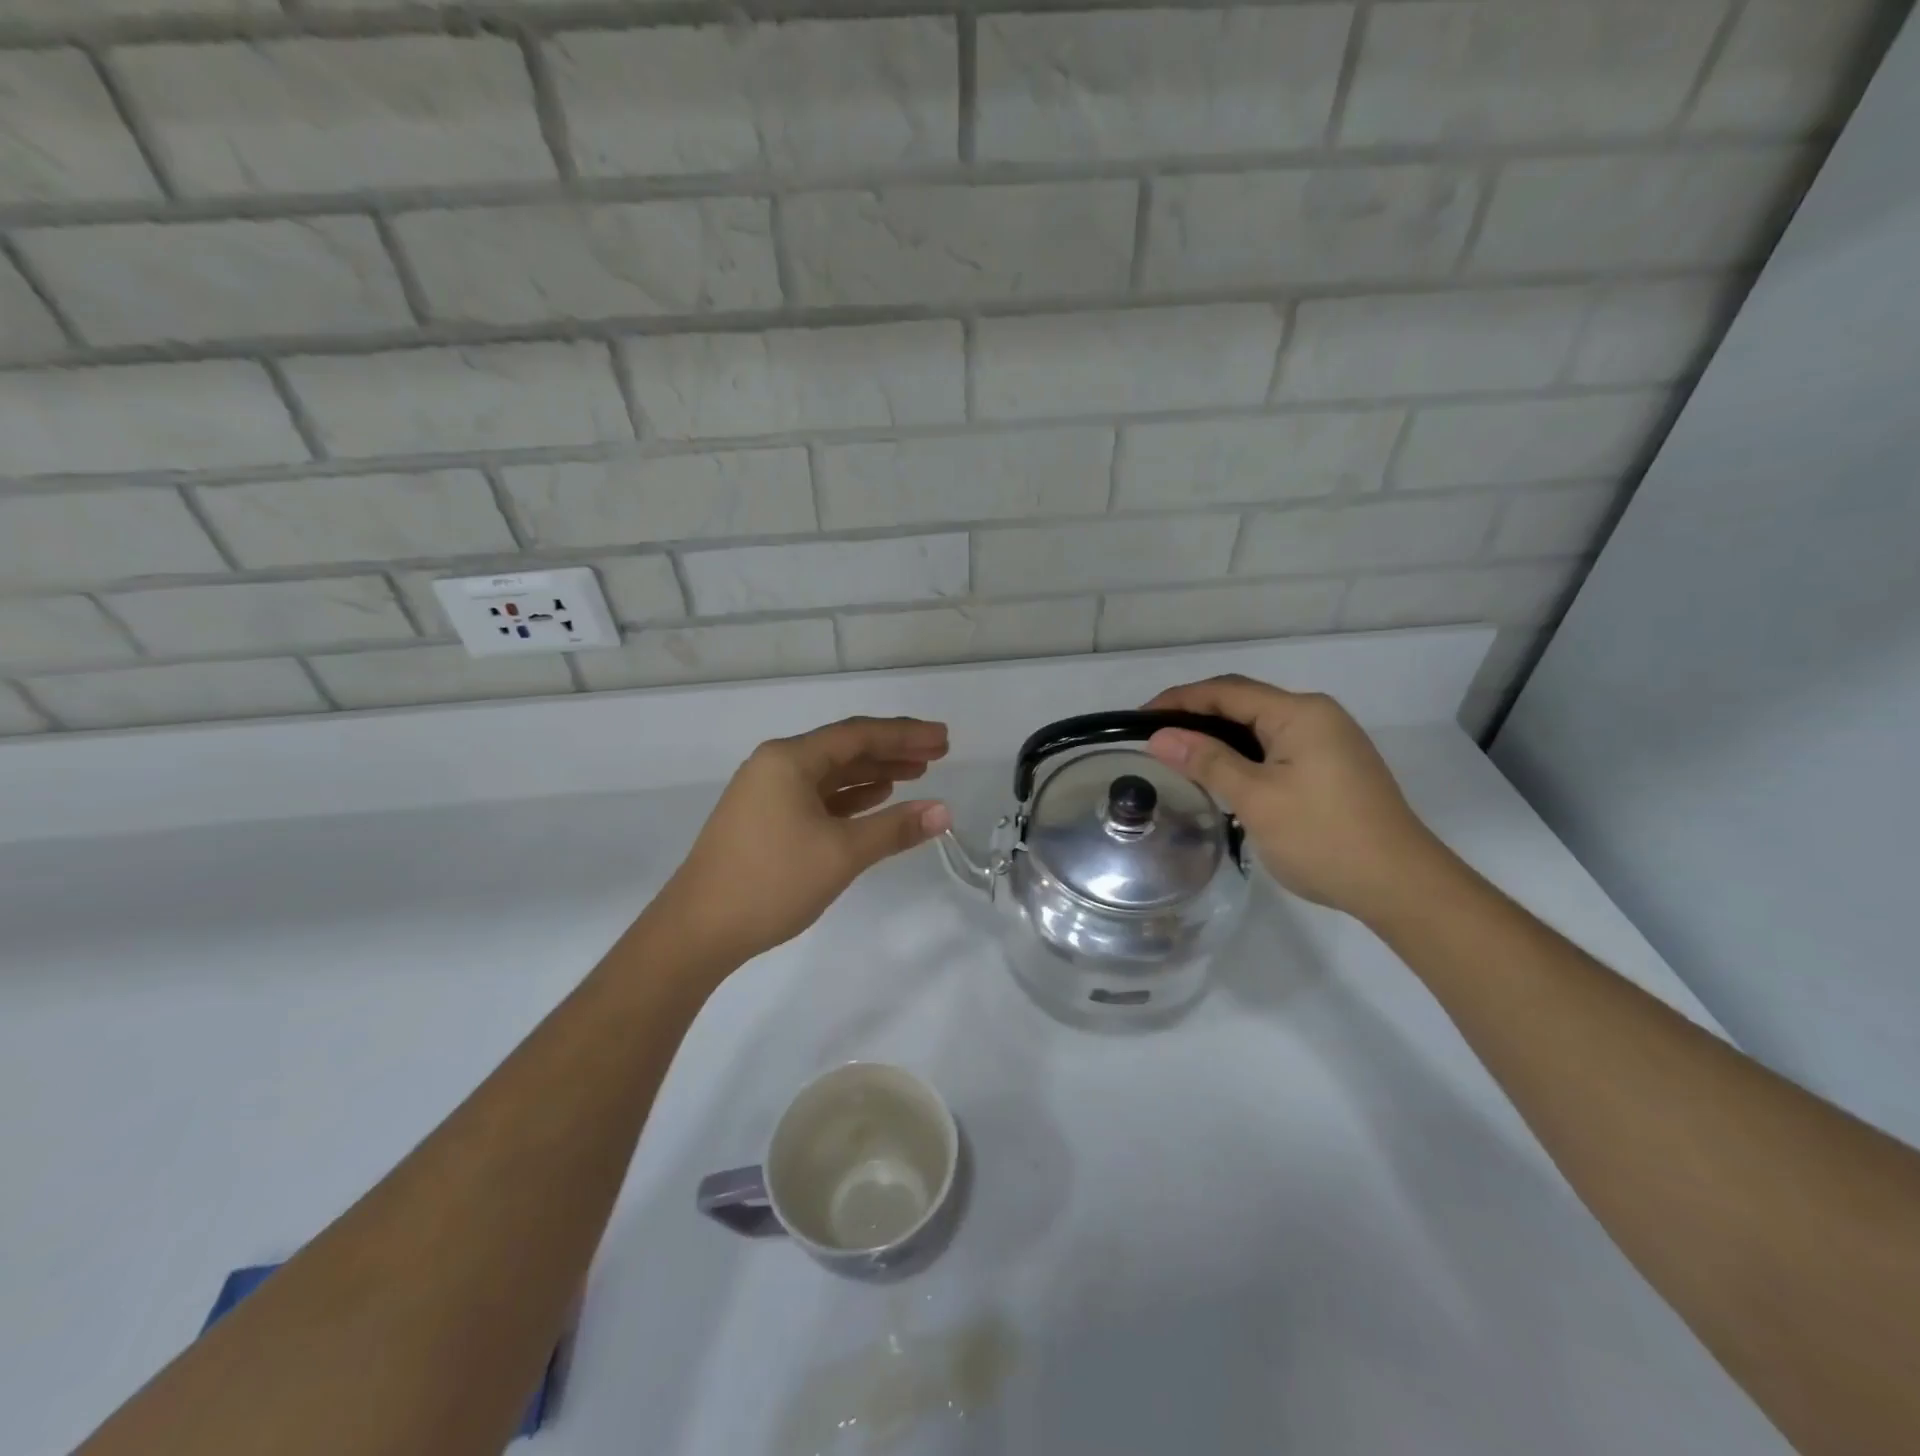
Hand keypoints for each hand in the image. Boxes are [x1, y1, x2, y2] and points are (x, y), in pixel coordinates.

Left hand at [650, 716, 952, 970]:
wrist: (698, 930)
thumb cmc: (771, 882)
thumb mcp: (841, 854)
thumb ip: (894, 828)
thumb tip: (944, 811)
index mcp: (789, 759)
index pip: (858, 735)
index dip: (905, 734)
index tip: (943, 738)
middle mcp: (776, 765)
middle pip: (845, 748)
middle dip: (893, 750)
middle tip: (939, 753)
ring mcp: (767, 792)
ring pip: (831, 772)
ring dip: (874, 772)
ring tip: (917, 773)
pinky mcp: (765, 818)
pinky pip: (817, 795)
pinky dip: (850, 795)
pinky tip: (876, 798)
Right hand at [1144, 676, 1450, 921]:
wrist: (1400, 885)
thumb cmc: (1323, 837)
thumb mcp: (1256, 799)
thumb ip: (1207, 761)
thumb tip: (1158, 736)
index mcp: (1300, 713)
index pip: (1226, 691)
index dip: (1178, 700)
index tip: (1137, 720)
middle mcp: (1317, 715)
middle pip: (1244, 702)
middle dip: (1196, 715)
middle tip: (1154, 739)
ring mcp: (1330, 741)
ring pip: (1260, 727)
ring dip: (1219, 736)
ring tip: (1180, 756)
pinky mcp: (1334, 766)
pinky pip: (1276, 746)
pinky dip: (1243, 753)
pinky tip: (1224, 775)